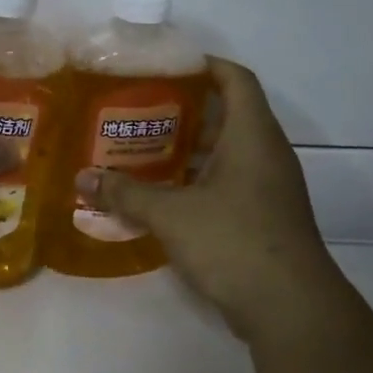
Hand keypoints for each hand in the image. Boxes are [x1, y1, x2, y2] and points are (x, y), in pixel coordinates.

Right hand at [79, 58, 347, 341]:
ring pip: (226, 153)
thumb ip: (125, 193)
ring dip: (188, 150)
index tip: (167, 65)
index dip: (206, 65)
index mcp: (252, 137)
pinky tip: (161, 195)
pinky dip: (196, 181)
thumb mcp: (170, 214)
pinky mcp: (263, 218)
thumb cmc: (233, 241)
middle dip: (184, 111)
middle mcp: (266, 155)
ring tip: (142, 150)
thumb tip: (82, 179)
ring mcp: (268, 189)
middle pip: (228, 116)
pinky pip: (227, 184)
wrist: (289, 307)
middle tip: (138, 111)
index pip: (236, 80)